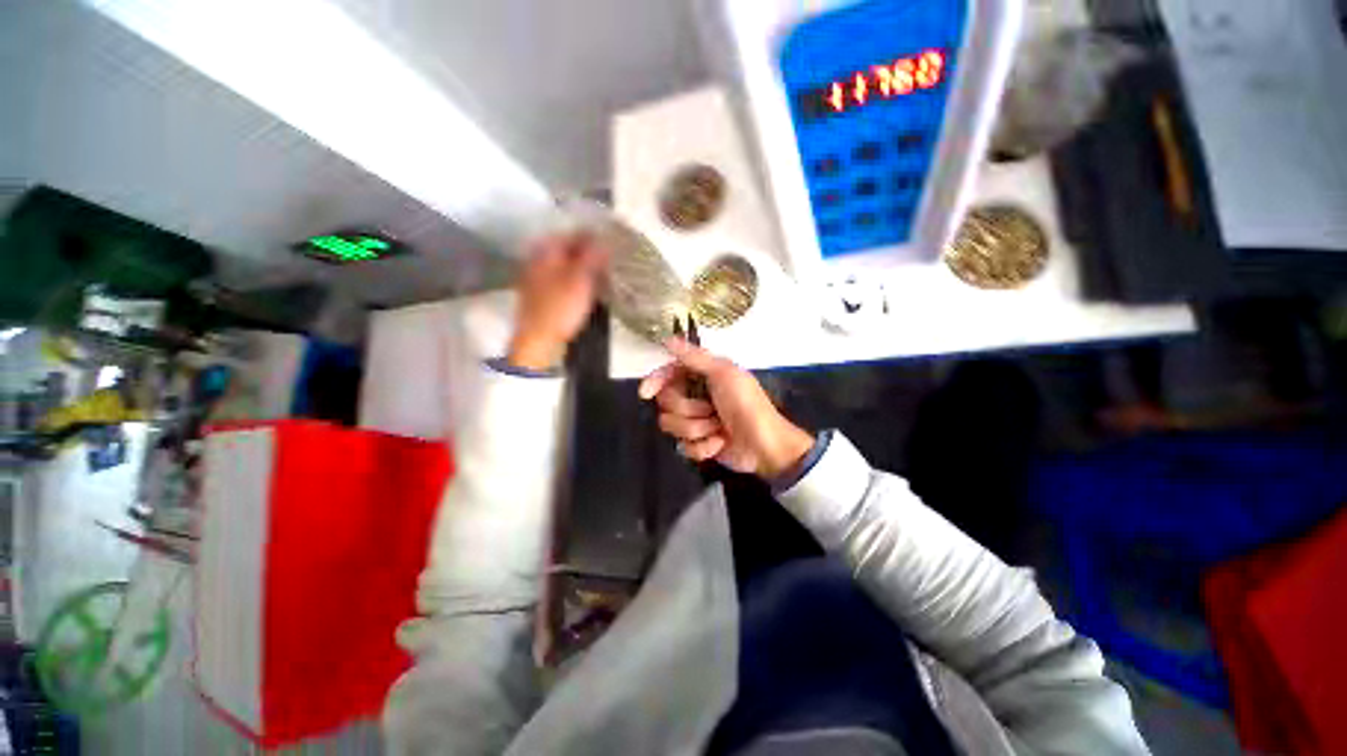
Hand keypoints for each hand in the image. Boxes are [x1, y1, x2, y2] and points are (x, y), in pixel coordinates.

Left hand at [507, 234, 607, 370]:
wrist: (538, 340)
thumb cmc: (560, 307)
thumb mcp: (580, 279)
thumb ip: (592, 256)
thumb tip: (604, 238)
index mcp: (545, 251)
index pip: (571, 234)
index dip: (592, 237)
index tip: (610, 243)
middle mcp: (538, 260)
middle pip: (567, 250)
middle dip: (588, 253)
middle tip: (609, 260)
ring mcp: (537, 279)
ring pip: (565, 266)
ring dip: (583, 268)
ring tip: (603, 275)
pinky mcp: (542, 296)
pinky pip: (562, 280)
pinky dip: (576, 281)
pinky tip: (587, 289)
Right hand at [638, 339, 813, 478]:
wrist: (765, 446)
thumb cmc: (747, 405)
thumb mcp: (724, 374)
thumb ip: (694, 357)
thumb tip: (668, 339)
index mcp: (702, 376)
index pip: (668, 374)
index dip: (655, 381)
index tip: (646, 392)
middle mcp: (696, 396)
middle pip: (666, 402)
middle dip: (688, 409)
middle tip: (711, 410)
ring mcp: (696, 422)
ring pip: (671, 426)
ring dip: (697, 428)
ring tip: (719, 428)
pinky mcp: (698, 445)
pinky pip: (684, 447)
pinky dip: (703, 447)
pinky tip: (719, 443)